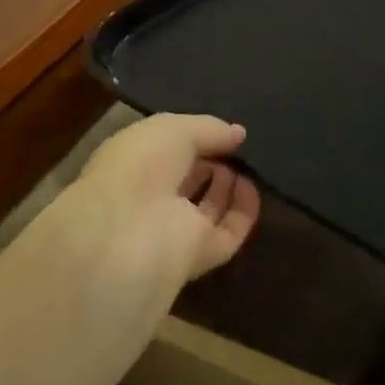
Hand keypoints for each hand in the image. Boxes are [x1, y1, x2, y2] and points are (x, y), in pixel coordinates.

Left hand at [74, 113, 260, 280]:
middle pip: (186, 179)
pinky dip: (244, 211)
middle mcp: (151, 198)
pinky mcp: (199, 256)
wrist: (131, 233)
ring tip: (246, 163)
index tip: (220, 129)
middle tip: (236, 146)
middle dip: (211, 161)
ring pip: (207, 208)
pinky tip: (253, 186)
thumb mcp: (174, 129)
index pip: (165, 151)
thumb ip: (208, 128)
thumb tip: (239, 134)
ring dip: (227, 185)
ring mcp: (174, 230)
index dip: (192, 138)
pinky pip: (229, 232)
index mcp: (132, 165)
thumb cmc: (141, 166)